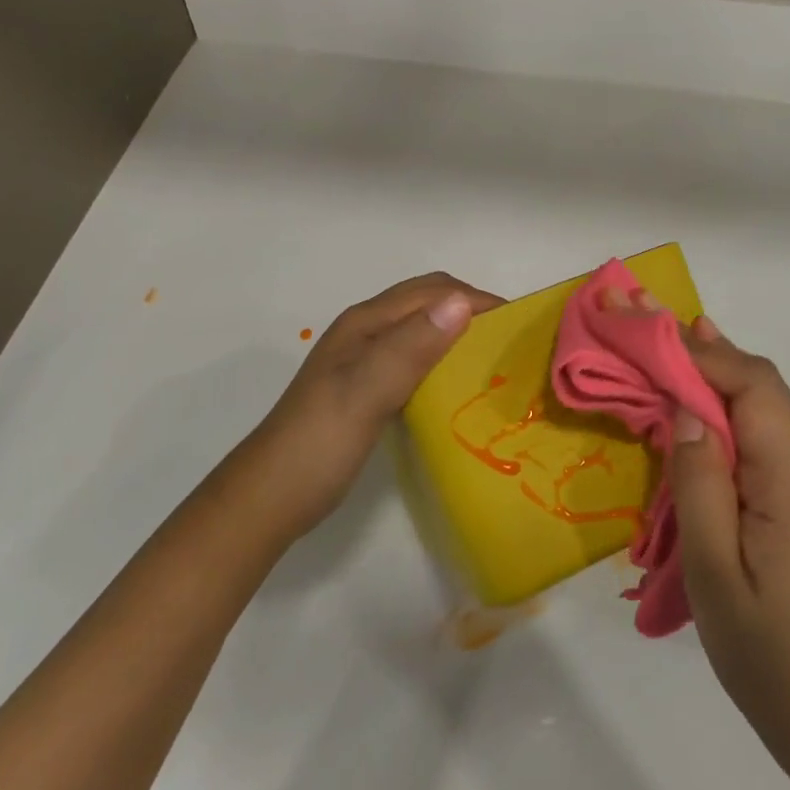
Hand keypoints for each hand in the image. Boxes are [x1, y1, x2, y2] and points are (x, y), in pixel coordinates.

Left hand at [242, 272, 502, 539]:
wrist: (270, 498)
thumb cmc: (319, 443)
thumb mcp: (367, 392)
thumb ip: (411, 347)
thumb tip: (462, 303)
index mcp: (367, 322)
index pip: (434, 291)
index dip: (477, 299)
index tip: (519, 324)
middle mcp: (367, 330)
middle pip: (429, 302)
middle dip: (471, 310)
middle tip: (511, 343)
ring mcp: (365, 358)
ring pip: (423, 329)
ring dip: (459, 333)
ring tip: (494, 362)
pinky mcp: (368, 386)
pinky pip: (416, 357)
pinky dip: (443, 359)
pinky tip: (458, 387)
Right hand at [666, 316, 789, 789]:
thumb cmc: (766, 648)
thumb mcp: (713, 570)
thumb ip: (700, 482)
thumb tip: (686, 407)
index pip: (754, 385)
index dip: (703, 351)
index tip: (650, 329)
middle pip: (759, 386)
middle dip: (703, 349)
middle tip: (647, 320)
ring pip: (761, 407)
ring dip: (712, 375)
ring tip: (663, 350)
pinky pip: (761, 435)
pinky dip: (724, 410)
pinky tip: (693, 411)